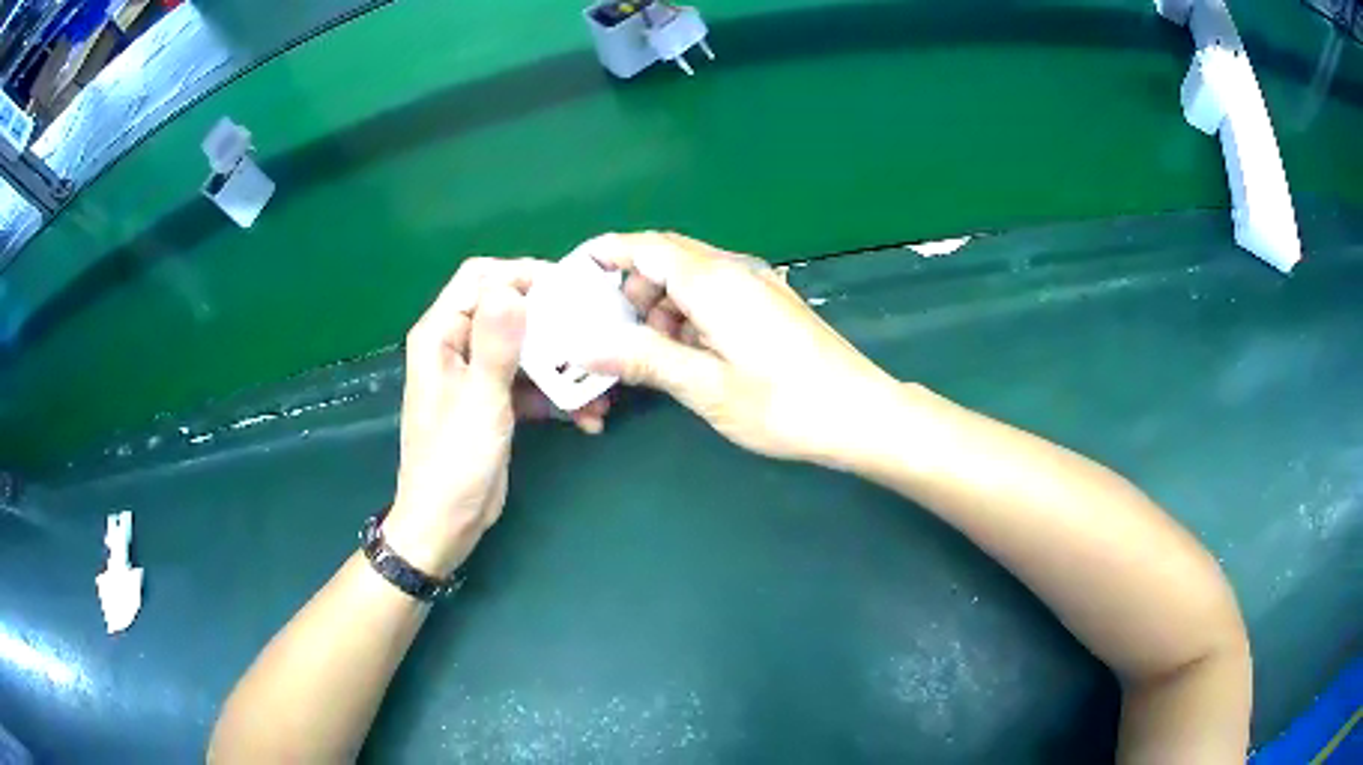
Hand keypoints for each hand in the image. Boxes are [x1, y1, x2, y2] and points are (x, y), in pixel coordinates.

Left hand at [384, 259, 610, 576]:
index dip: (521, 274)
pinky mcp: (495, 403)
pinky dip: (556, 397)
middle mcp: (457, 347)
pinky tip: (587, 418)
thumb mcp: (480, 401)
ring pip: (526, 350)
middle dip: (553, 323)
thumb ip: (496, 343)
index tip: (567, 289)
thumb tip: (511, 287)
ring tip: (600, 386)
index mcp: (441, 335)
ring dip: (562, 365)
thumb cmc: (454, 462)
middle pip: (510, 312)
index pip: (481, 279)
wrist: (446, 524)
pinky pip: (530, 385)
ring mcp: (478, 376)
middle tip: (595, 333)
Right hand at [581, 232, 901, 468]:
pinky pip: (714, 296)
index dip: (605, 255)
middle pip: (666, 258)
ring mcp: (756, 285)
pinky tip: (688, 353)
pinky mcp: (769, 304)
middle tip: (611, 333)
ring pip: (689, 279)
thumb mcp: (706, 386)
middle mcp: (733, 270)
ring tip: (649, 354)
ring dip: (660, 306)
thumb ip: (644, 360)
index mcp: (713, 281)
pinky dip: (688, 315)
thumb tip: (585, 347)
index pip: (645, 246)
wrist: (860, 413)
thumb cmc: (783, 404)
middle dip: (631, 288)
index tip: (573, 277)